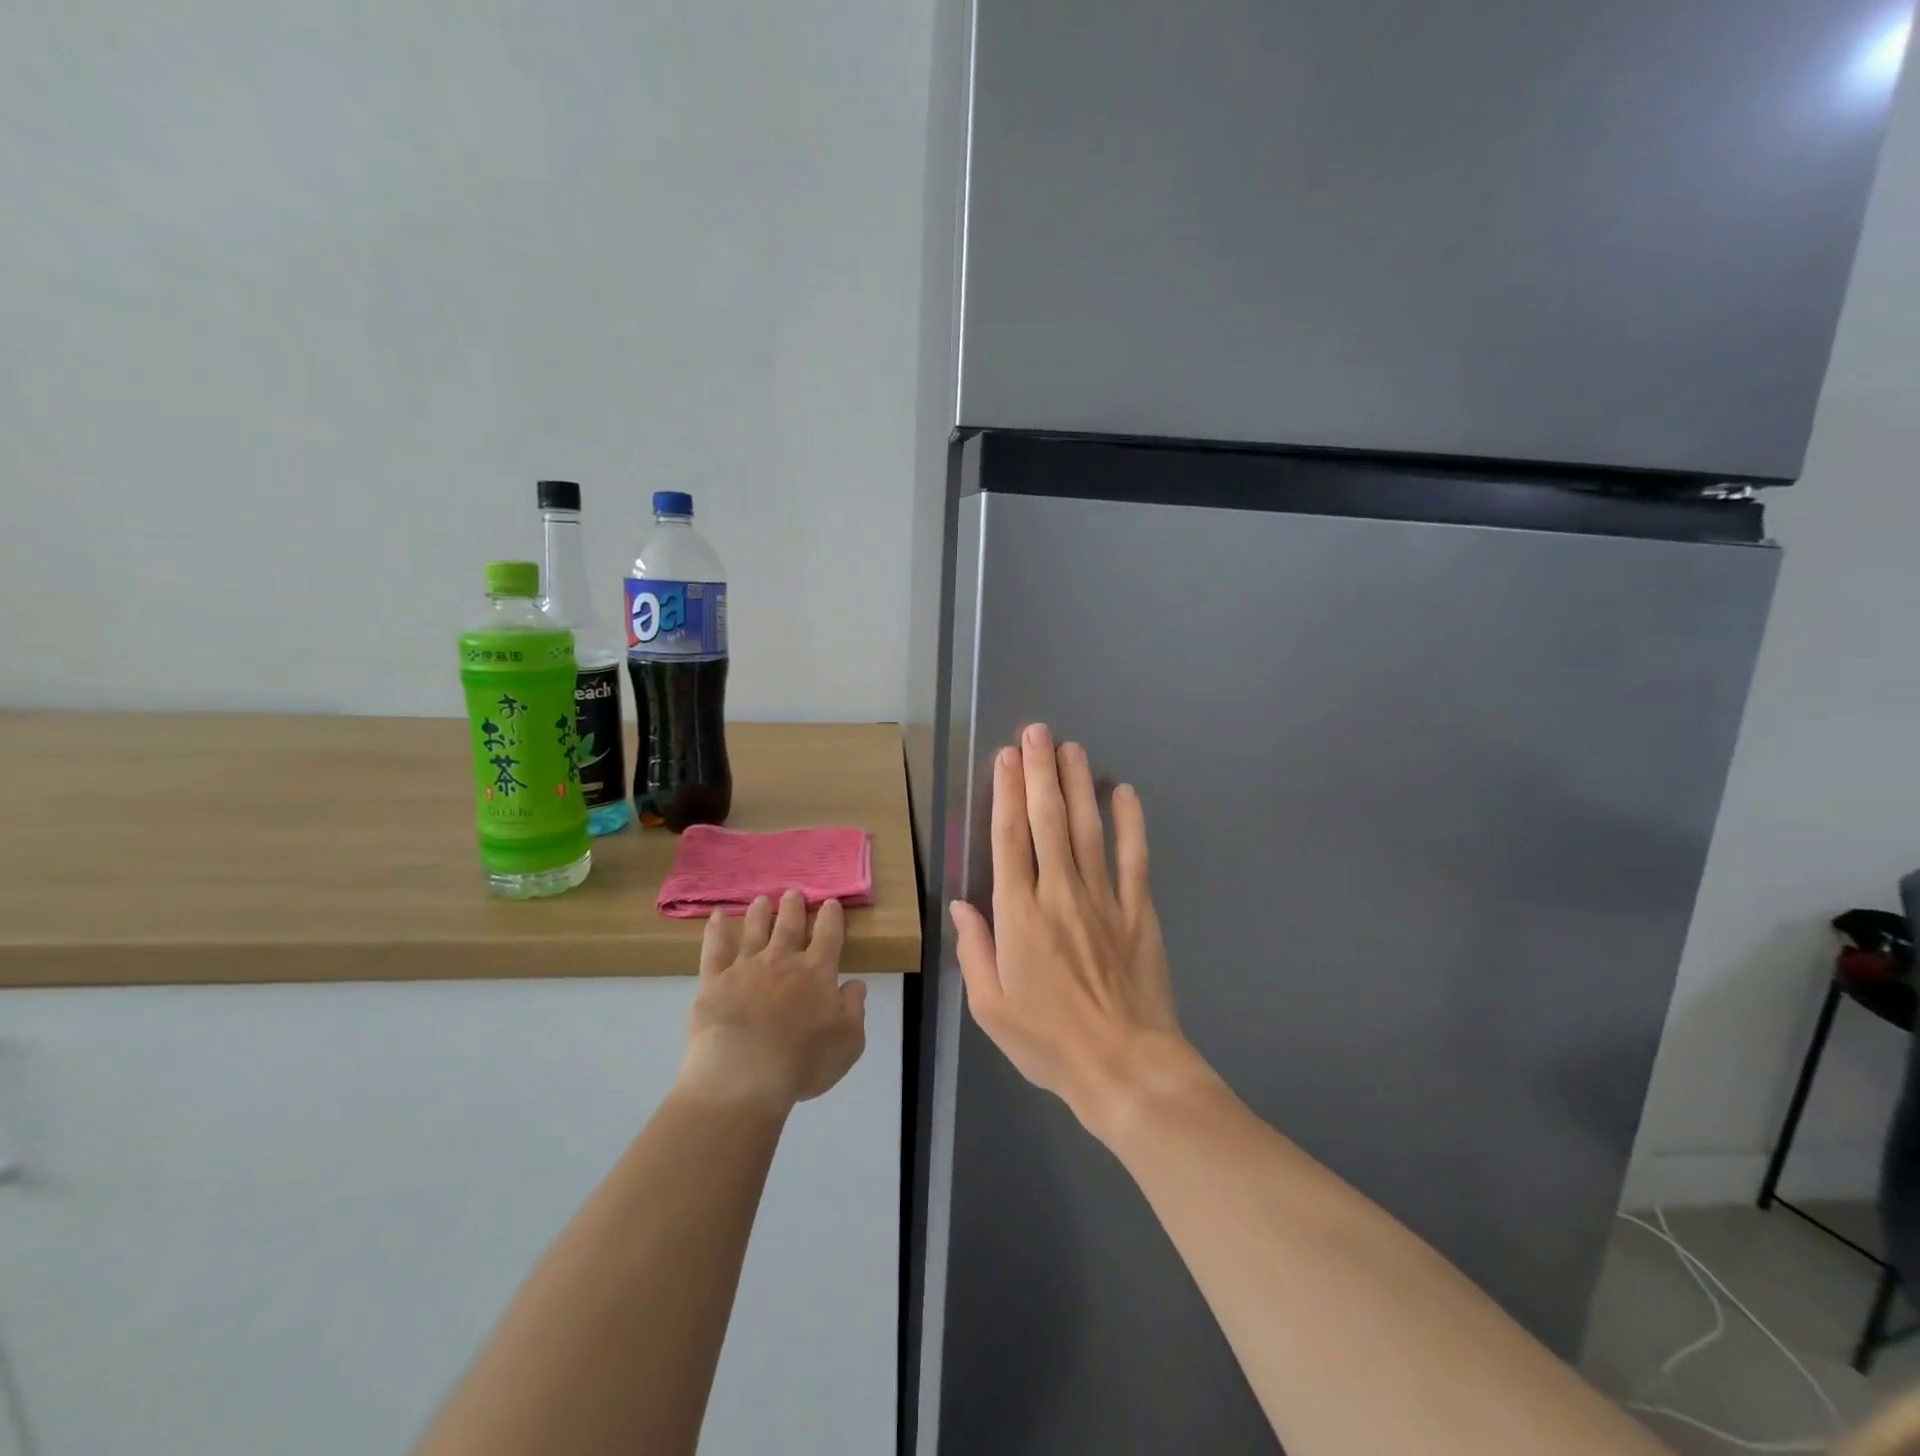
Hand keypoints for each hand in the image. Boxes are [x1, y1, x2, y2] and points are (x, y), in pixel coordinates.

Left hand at [677, 891, 867, 1113]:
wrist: (744, 1075)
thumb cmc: (802, 1062)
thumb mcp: (849, 1041)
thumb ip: (854, 1008)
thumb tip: (854, 984)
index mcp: (816, 972)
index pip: (828, 935)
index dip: (831, 917)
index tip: (831, 902)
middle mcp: (782, 961)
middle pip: (789, 926)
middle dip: (793, 908)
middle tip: (793, 892)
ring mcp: (745, 968)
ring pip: (754, 931)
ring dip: (759, 913)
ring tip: (761, 900)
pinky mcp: (714, 982)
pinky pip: (715, 949)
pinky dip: (716, 931)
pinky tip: (715, 916)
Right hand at [950, 724, 1199, 1139]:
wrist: (1124, 1067)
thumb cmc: (1048, 1041)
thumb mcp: (990, 1006)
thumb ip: (974, 949)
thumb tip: (963, 903)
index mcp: (1019, 914)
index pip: (1009, 838)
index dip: (1005, 792)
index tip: (1006, 757)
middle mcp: (1059, 893)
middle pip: (1048, 820)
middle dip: (1040, 772)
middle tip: (1038, 732)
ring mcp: (1103, 898)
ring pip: (1089, 828)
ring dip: (1079, 784)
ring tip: (1073, 748)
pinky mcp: (1138, 910)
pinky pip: (1134, 857)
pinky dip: (1130, 822)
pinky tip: (1124, 792)